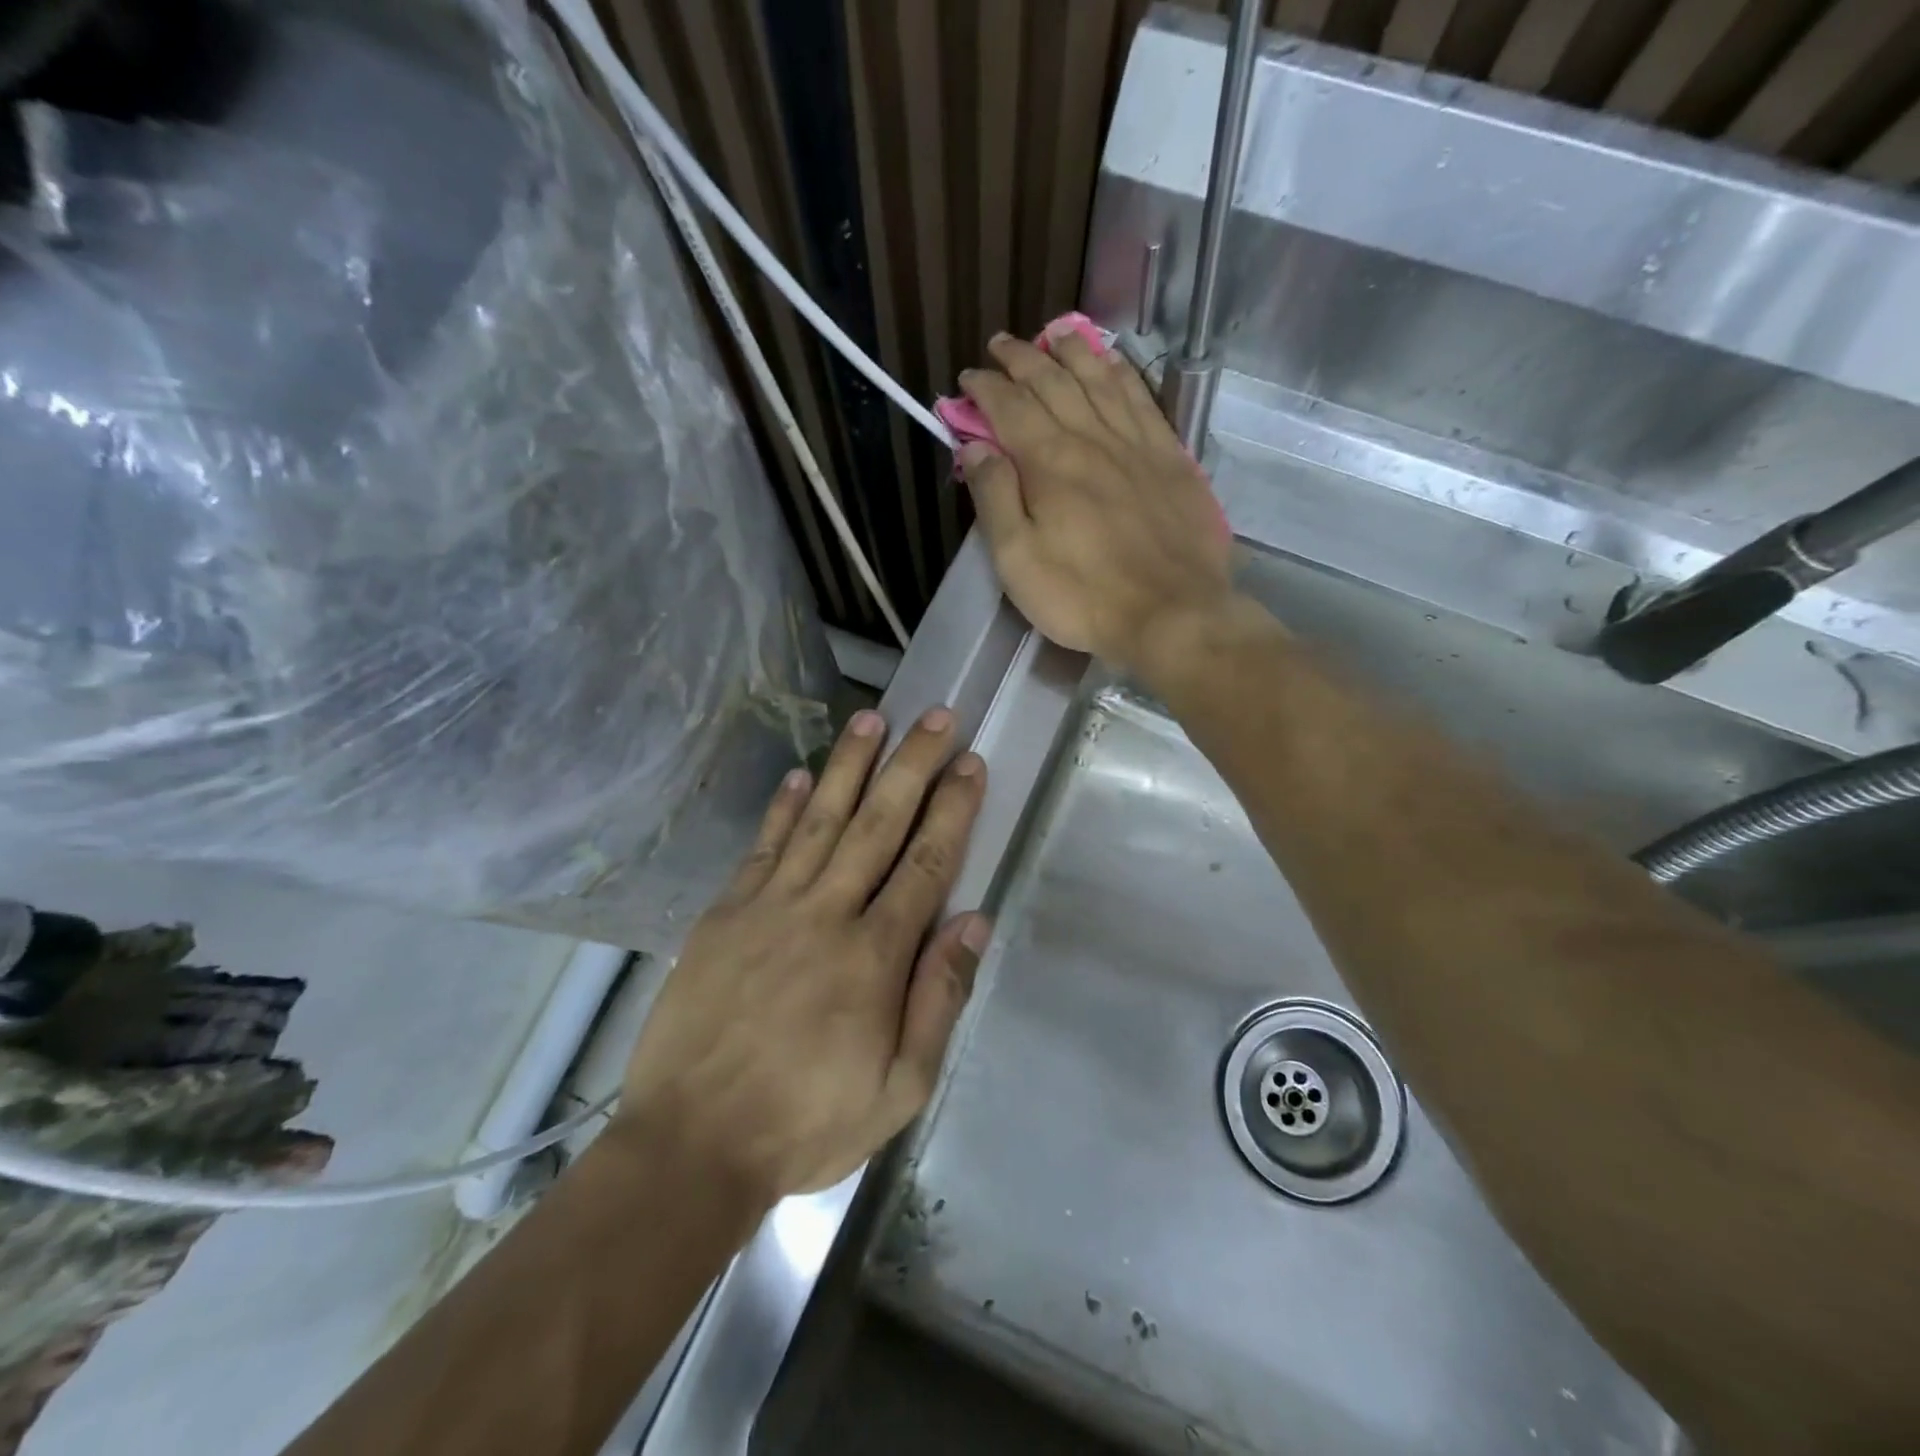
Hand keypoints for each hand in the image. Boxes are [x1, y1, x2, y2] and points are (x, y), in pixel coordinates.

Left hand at [614, 707, 988, 1204]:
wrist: (691, 1147)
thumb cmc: (807, 1122)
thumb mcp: (899, 1087)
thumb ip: (939, 998)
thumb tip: (974, 920)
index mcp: (875, 955)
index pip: (927, 862)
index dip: (953, 808)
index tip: (970, 762)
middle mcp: (826, 913)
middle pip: (878, 823)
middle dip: (912, 765)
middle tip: (935, 715)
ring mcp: (769, 907)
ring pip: (819, 819)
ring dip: (849, 765)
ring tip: (873, 718)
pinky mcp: (725, 914)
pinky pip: (762, 848)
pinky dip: (782, 808)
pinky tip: (798, 775)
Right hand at [957, 327, 1233, 671]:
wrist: (1173, 613)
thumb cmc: (1084, 596)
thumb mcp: (1018, 560)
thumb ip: (994, 498)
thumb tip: (975, 446)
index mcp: (1049, 462)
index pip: (1009, 406)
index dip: (985, 388)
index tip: (967, 379)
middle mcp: (1092, 437)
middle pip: (1052, 382)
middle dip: (1022, 358)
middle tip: (1001, 345)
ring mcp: (1136, 443)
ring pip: (1099, 379)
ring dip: (1072, 351)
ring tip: (1055, 333)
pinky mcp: (1170, 456)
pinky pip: (1141, 398)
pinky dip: (1121, 373)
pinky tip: (1112, 363)